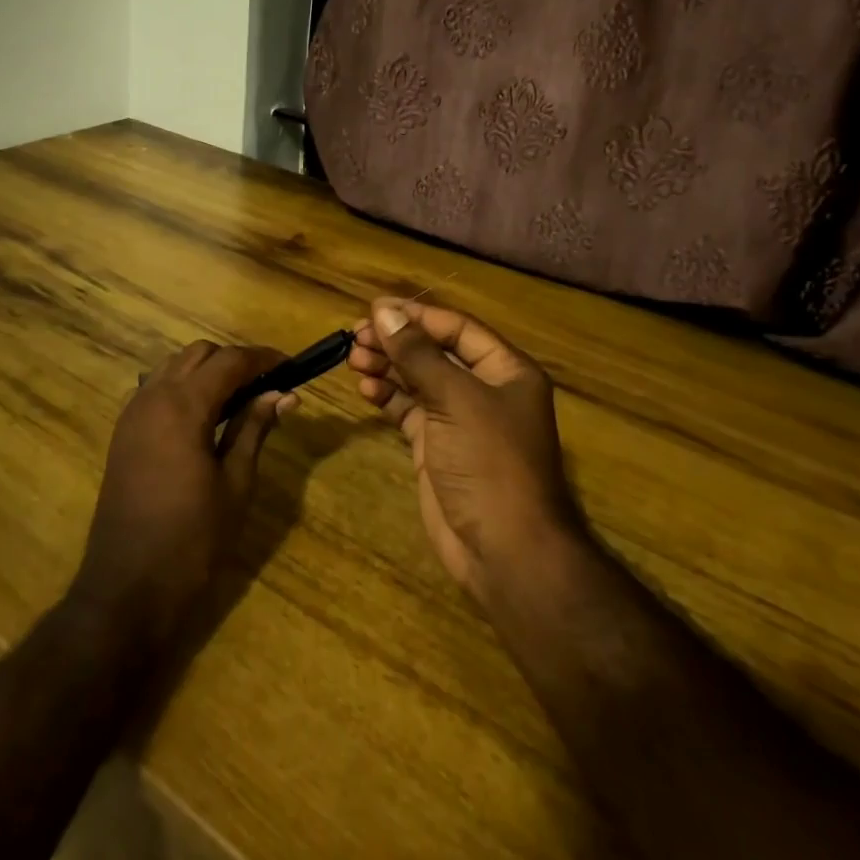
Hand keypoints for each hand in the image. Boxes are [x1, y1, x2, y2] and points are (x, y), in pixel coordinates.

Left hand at [72, 341, 294, 647]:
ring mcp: (132, 414)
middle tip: (268, 386)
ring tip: (240, 400)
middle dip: (235, 361)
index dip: (263, 359)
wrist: (126, 590)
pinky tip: (206, 418)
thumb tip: (283, 394)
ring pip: (174, 367)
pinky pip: (156, 389)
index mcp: (182, 406)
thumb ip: (255, 429)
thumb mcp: (236, 484)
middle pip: (198, 354)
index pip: (229, 361)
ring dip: (208, 372)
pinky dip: (184, 388)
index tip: (292, 367)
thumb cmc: (192, 540)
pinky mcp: (124, 434)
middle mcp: (152, 397)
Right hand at [350, 299, 582, 609]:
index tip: (374, 308)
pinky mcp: (438, 447)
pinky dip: (388, 397)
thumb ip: (418, 354)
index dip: (416, 316)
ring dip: (388, 367)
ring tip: (353, 358)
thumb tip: (383, 312)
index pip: (457, 328)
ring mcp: (460, 420)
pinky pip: (410, 411)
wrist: (505, 550)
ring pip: (419, 380)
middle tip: (356, 336)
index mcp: (505, 370)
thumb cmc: (490, 462)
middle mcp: (485, 390)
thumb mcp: (456, 399)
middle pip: (435, 352)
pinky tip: (366, 388)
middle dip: (397, 342)